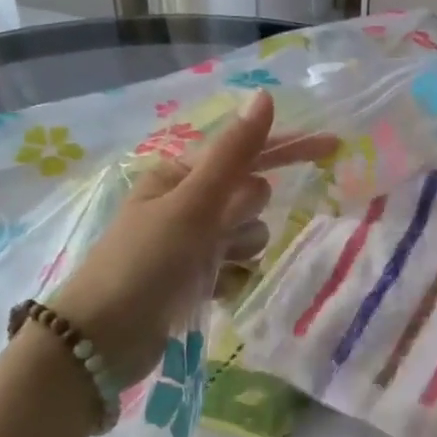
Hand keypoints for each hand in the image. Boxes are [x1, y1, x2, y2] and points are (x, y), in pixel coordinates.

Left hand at [47, 92, 336, 384]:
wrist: (102, 340)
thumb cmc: (145, 262)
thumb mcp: (192, 203)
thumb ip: (234, 153)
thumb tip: (265, 96)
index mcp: (181, 175)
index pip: (248, 154)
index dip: (290, 148)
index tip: (335, 146)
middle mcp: (188, 204)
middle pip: (252, 199)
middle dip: (246, 217)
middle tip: (218, 235)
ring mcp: (192, 243)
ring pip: (250, 237)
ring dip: (239, 252)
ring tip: (210, 269)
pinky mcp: (195, 278)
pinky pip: (239, 269)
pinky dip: (231, 279)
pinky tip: (211, 292)